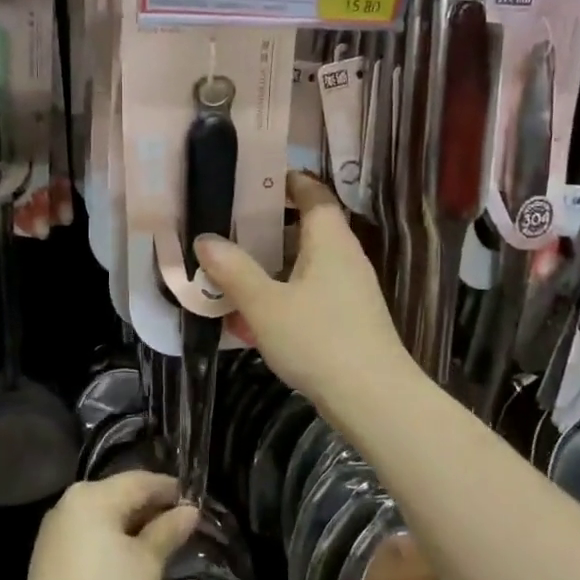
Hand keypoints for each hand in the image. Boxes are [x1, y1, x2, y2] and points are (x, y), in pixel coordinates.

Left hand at [22, 473, 198, 579]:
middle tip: (179, 523)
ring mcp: (56, 529)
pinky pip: (88, 533)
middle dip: (149, 507)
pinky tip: (128, 555)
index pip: (140, 481)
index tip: (193, 502)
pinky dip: (110, 538)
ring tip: (158, 541)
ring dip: (130, 524)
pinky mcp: (49, 555)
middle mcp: (70, 502)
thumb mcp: (147, 563)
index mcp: (94, 495)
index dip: (169, 489)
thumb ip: (168, 531)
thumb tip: (189, 511)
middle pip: (118, 495)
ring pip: (102, 514)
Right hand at [196, 172, 414, 409]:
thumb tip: (205, 239)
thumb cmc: (318, 339)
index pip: (312, 192)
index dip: (285, 181)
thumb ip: (233, 270)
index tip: (251, 181)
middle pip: (307, 227)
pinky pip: (313, 291)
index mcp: (329, 239)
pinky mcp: (351, 317)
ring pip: (307, 263)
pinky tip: (257, 316)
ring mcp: (352, 288)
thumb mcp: (264, 304)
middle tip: (229, 228)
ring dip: (273, 265)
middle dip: (268, 227)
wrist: (374, 398)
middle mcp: (345, 256)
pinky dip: (285, 293)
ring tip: (233, 272)